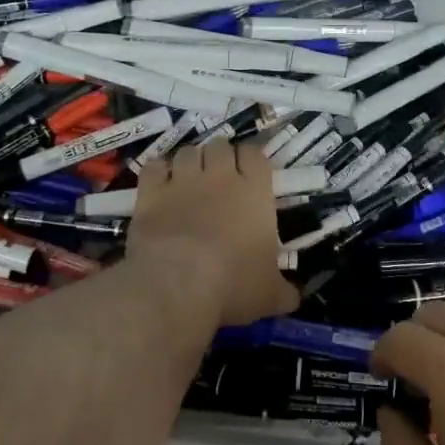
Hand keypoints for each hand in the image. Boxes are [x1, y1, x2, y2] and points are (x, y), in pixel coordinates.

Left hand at [129, 139, 297, 328]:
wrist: (178, 285)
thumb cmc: (233, 285)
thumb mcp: (270, 296)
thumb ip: (284, 292)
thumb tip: (294, 298)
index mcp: (254, 192)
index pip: (255, 154)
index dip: (251, 158)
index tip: (250, 172)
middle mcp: (220, 177)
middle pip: (220, 146)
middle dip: (220, 156)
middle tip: (219, 177)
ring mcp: (183, 181)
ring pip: (188, 152)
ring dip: (190, 161)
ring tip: (189, 179)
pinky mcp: (151, 193)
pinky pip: (154, 166)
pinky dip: (158, 172)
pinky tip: (160, 185)